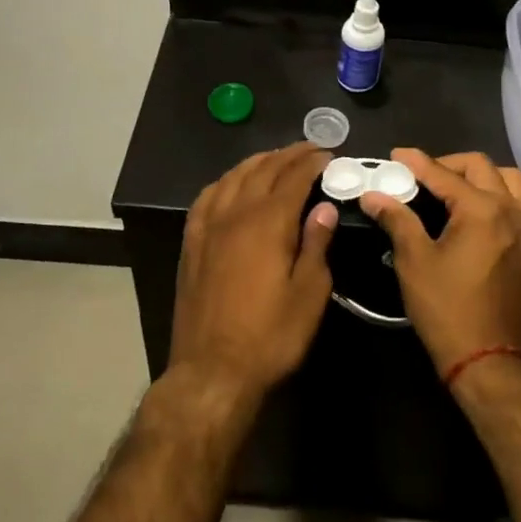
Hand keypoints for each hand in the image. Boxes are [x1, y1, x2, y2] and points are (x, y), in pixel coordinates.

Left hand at [168, 144, 338, 406]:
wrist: (212, 371)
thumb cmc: (270, 336)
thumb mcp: (308, 295)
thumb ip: (316, 245)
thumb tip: (324, 208)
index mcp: (268, 223)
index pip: (294, 178)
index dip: (312, 163)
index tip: (328, 155)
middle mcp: (236, 214)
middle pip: (263, 170)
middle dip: (288, 155)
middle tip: (309, 149)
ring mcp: (209, 226)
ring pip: (233, 177)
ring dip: (257, 162)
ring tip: (275, 158)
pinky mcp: (192, 243)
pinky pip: (207, 197)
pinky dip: (225, 181)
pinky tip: (231, 184)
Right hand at [359, 148, 520, 375]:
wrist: (488, 360)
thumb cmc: (447, 308)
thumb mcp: (414, 261)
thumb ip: (397, 219)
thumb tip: (373, 194)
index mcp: (480, 209)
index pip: (442, 174)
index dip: (416, 162)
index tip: (395, 156)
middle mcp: (509, 210)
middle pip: (480, 167)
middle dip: (449, 164)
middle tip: (422, 177)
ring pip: (512, 181)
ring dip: (485, 177)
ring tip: (459, 190)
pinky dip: (514, 204)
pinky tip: (495, 216)